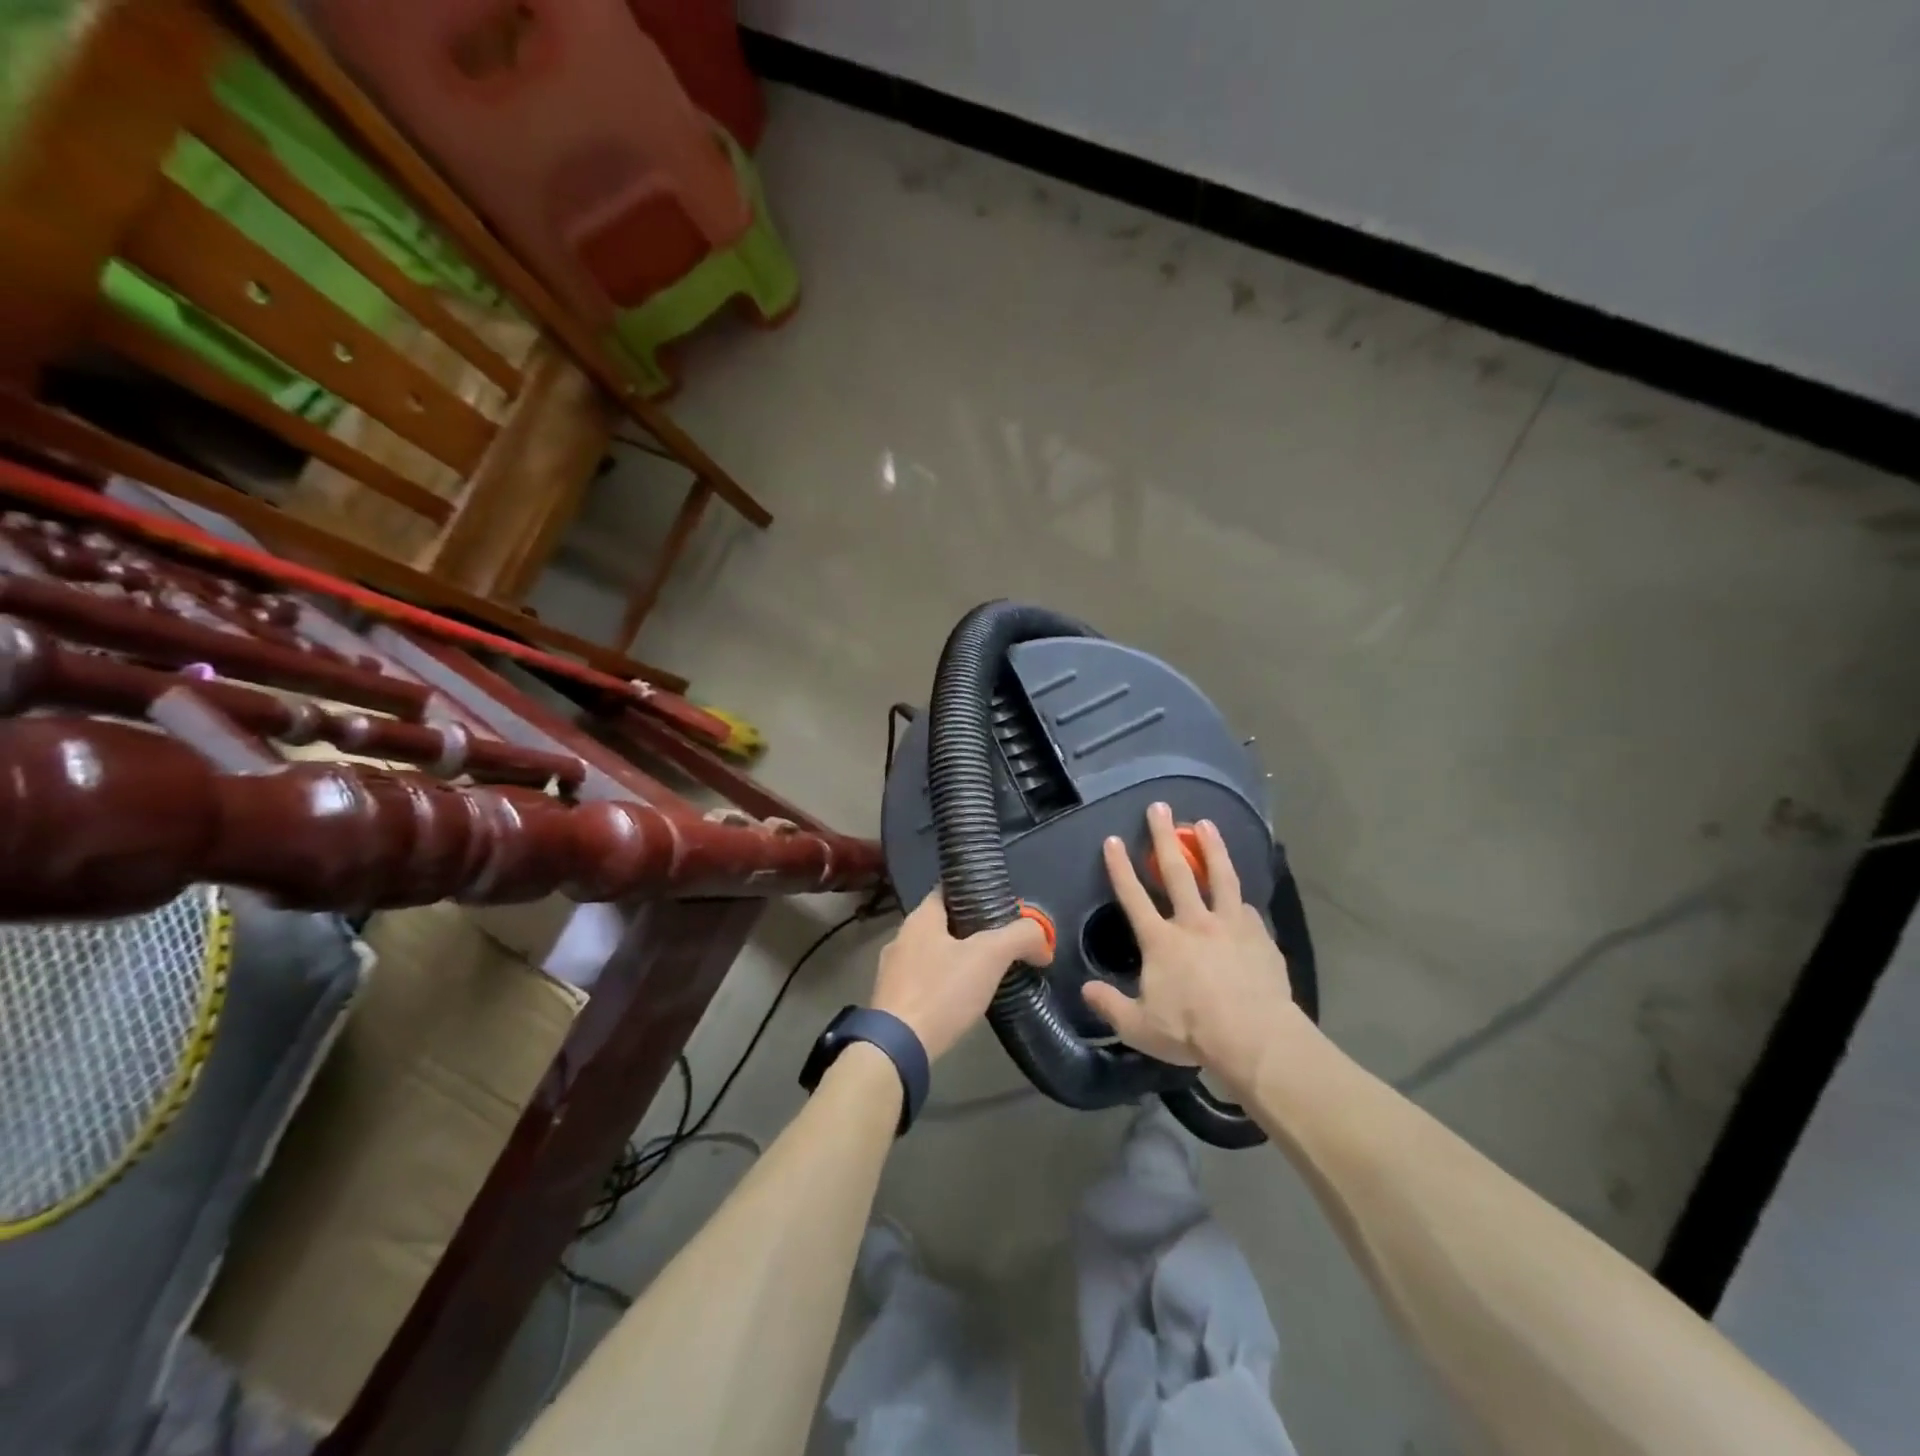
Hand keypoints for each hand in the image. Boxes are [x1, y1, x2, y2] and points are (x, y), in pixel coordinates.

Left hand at [870, 887, 1052, 1061]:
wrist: (897, 1049)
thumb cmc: (941, 991)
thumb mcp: (990, 956)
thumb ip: (1021, 938)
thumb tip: (1043, 941)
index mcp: (920, 918)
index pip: (948, 891)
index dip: (975, 894)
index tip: (1001, 908)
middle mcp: (902, 937)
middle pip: (942, 923)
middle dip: (971, 931)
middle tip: (1002, 943)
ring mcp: (893, 971)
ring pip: (933, 954)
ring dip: (957, 960)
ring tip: (986, 974)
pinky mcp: (893, 1001)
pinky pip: (924, 982)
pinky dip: (943, 985)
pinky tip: (962, 1001)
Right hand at [1081, 802, 1304, 1089]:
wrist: (1255, 1037)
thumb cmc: (1192, 1030)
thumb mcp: (1139, 1027)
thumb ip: (1110, 1005)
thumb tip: (1085, 990)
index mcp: (1161, 940)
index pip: (1133, 896)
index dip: (1120, 867)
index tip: (1114, 839)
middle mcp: (1194, 922)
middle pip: (1176, 871)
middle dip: (1164, 837)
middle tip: (1159, 807)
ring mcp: (1230, 925)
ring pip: (1220, 877)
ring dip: (1211, 848)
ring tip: (1206, 824)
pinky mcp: (1260, 937)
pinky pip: (1248, 910)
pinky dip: (1241, 899)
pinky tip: (1243, 896)